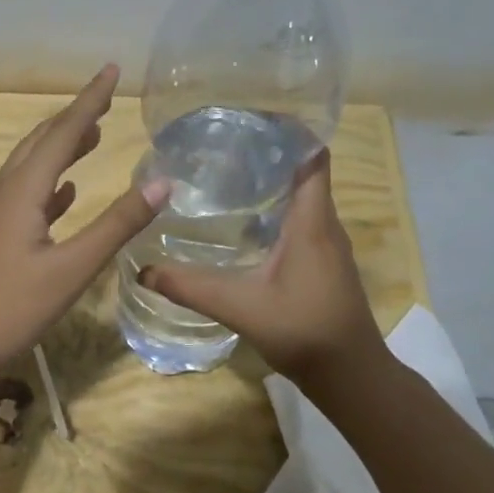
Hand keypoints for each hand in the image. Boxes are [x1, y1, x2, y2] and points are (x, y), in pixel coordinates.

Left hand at [0, 65, 169, 378]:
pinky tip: (63, 193)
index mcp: (23, 189)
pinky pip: (24, 195)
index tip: (112, 69)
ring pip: (31, 166)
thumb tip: (163, 182)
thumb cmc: (11, 308)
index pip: (63, 131)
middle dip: (74, 117)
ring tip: (91, 135)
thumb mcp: (72, 269)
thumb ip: (116, 225)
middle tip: (105, 98)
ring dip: (61, 147)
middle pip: (42, 141)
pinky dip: (48, 184)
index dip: (91, 99)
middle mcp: (4, 190)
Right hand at [139, 148, 385, 383]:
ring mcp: (324, 243)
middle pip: (303, 170)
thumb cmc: (305, 331)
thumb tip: (143, 270)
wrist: (350, 375)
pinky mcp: (320, 260)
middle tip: (220, 143)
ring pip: (300, 195)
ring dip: (269, 179)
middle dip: (267, 151)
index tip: (248, 117)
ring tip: (224, 172)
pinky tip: (239, 218)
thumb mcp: (241, 307)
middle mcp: (323, 223)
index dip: (288, 131)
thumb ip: (191, 287)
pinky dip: (272, 206)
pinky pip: (298, 217)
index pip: (311, 157)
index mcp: (312, 221)